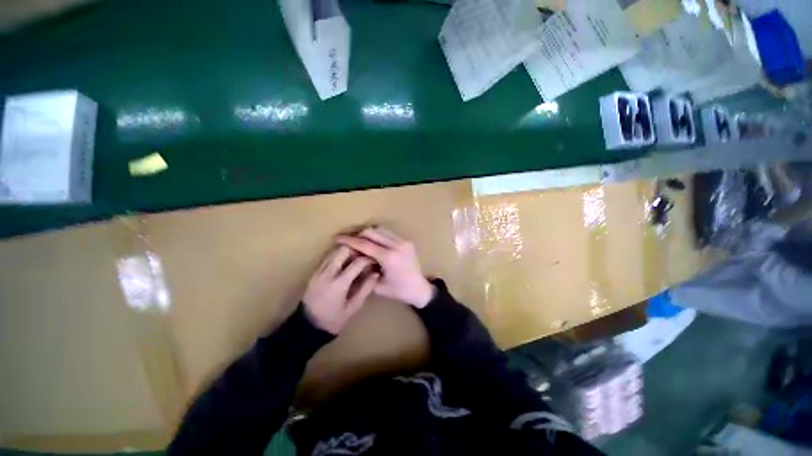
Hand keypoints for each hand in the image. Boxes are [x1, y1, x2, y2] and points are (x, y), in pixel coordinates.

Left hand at [303, 246, 379, 334]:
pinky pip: (327, 257)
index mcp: (339, 283)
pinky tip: (344, 263)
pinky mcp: (314, 272)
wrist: (307, 327)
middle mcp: (328, 273)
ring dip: (346, 252)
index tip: (375, 260)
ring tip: (355, 258)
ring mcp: (319, 271)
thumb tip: (376, 274)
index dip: (368, 259)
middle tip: (364, 256)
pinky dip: (337, 256)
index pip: (357, 262)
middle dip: (356, 250)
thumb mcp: (353, 307)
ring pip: (334, 251)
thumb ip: (365, 289)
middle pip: (343, 250)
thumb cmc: (333, 319)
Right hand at [336, 227, 434, 307]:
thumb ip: (364, 270)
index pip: (365, 244)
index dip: (349, 240)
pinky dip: (378, 235)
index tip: (338, 238)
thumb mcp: (377, 286)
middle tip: (347, 239)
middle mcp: (397, 246)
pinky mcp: (407, 241)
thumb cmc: (398, 291)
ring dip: (368, 233)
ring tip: (358, 239)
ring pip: (381, 230)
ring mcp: (404, 242)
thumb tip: (354, 257)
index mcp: (389, 258)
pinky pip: (389, 233)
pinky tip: (372, 242)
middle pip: (372, 232)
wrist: (419, 289)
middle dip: (357, 234)